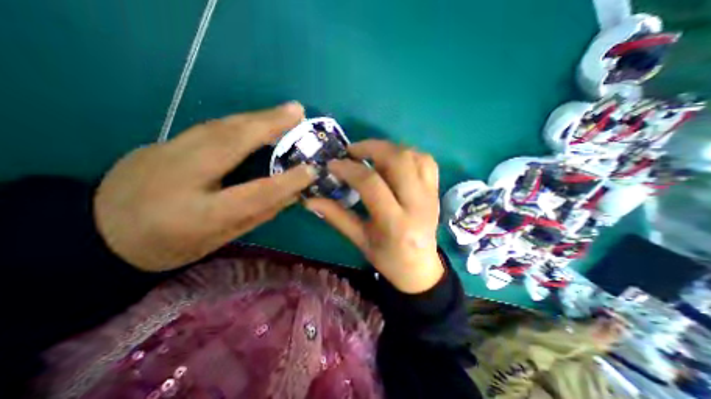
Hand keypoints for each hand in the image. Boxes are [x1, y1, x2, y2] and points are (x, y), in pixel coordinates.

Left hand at [96, 101, 316, 271]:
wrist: (99, 233)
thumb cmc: (172, 245)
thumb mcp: (222, 237)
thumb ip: (259, 213)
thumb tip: (292, 195)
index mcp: (199, 215)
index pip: (255, 194)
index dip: (287, 182)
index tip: (311, 170)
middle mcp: (180, 177)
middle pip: (231, 143)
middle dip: (269, 125)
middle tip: (298, 112)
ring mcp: (164, 153)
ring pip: (220, 127)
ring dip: (257, 117)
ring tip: (285, 111)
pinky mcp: (161, 142)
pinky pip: (210, 127)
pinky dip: (240, 121)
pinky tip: (258, 118)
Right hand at [308, 140, 442, 292]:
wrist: (420, 267)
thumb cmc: (388, 258)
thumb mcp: (360, 240)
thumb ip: (336, 217)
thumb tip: (309, 200)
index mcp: (396, 224)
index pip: (372, 184)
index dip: (349, 169)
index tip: (333, 164)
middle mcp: (418, 205)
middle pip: (398, 160)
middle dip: (371, 147)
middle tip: (352, 151)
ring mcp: (431, 195)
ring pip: (413, 156)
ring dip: (388, 148)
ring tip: (370, 153)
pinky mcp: (436, 191)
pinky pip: (426, 161)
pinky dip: (407, 153)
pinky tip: (393, 159)